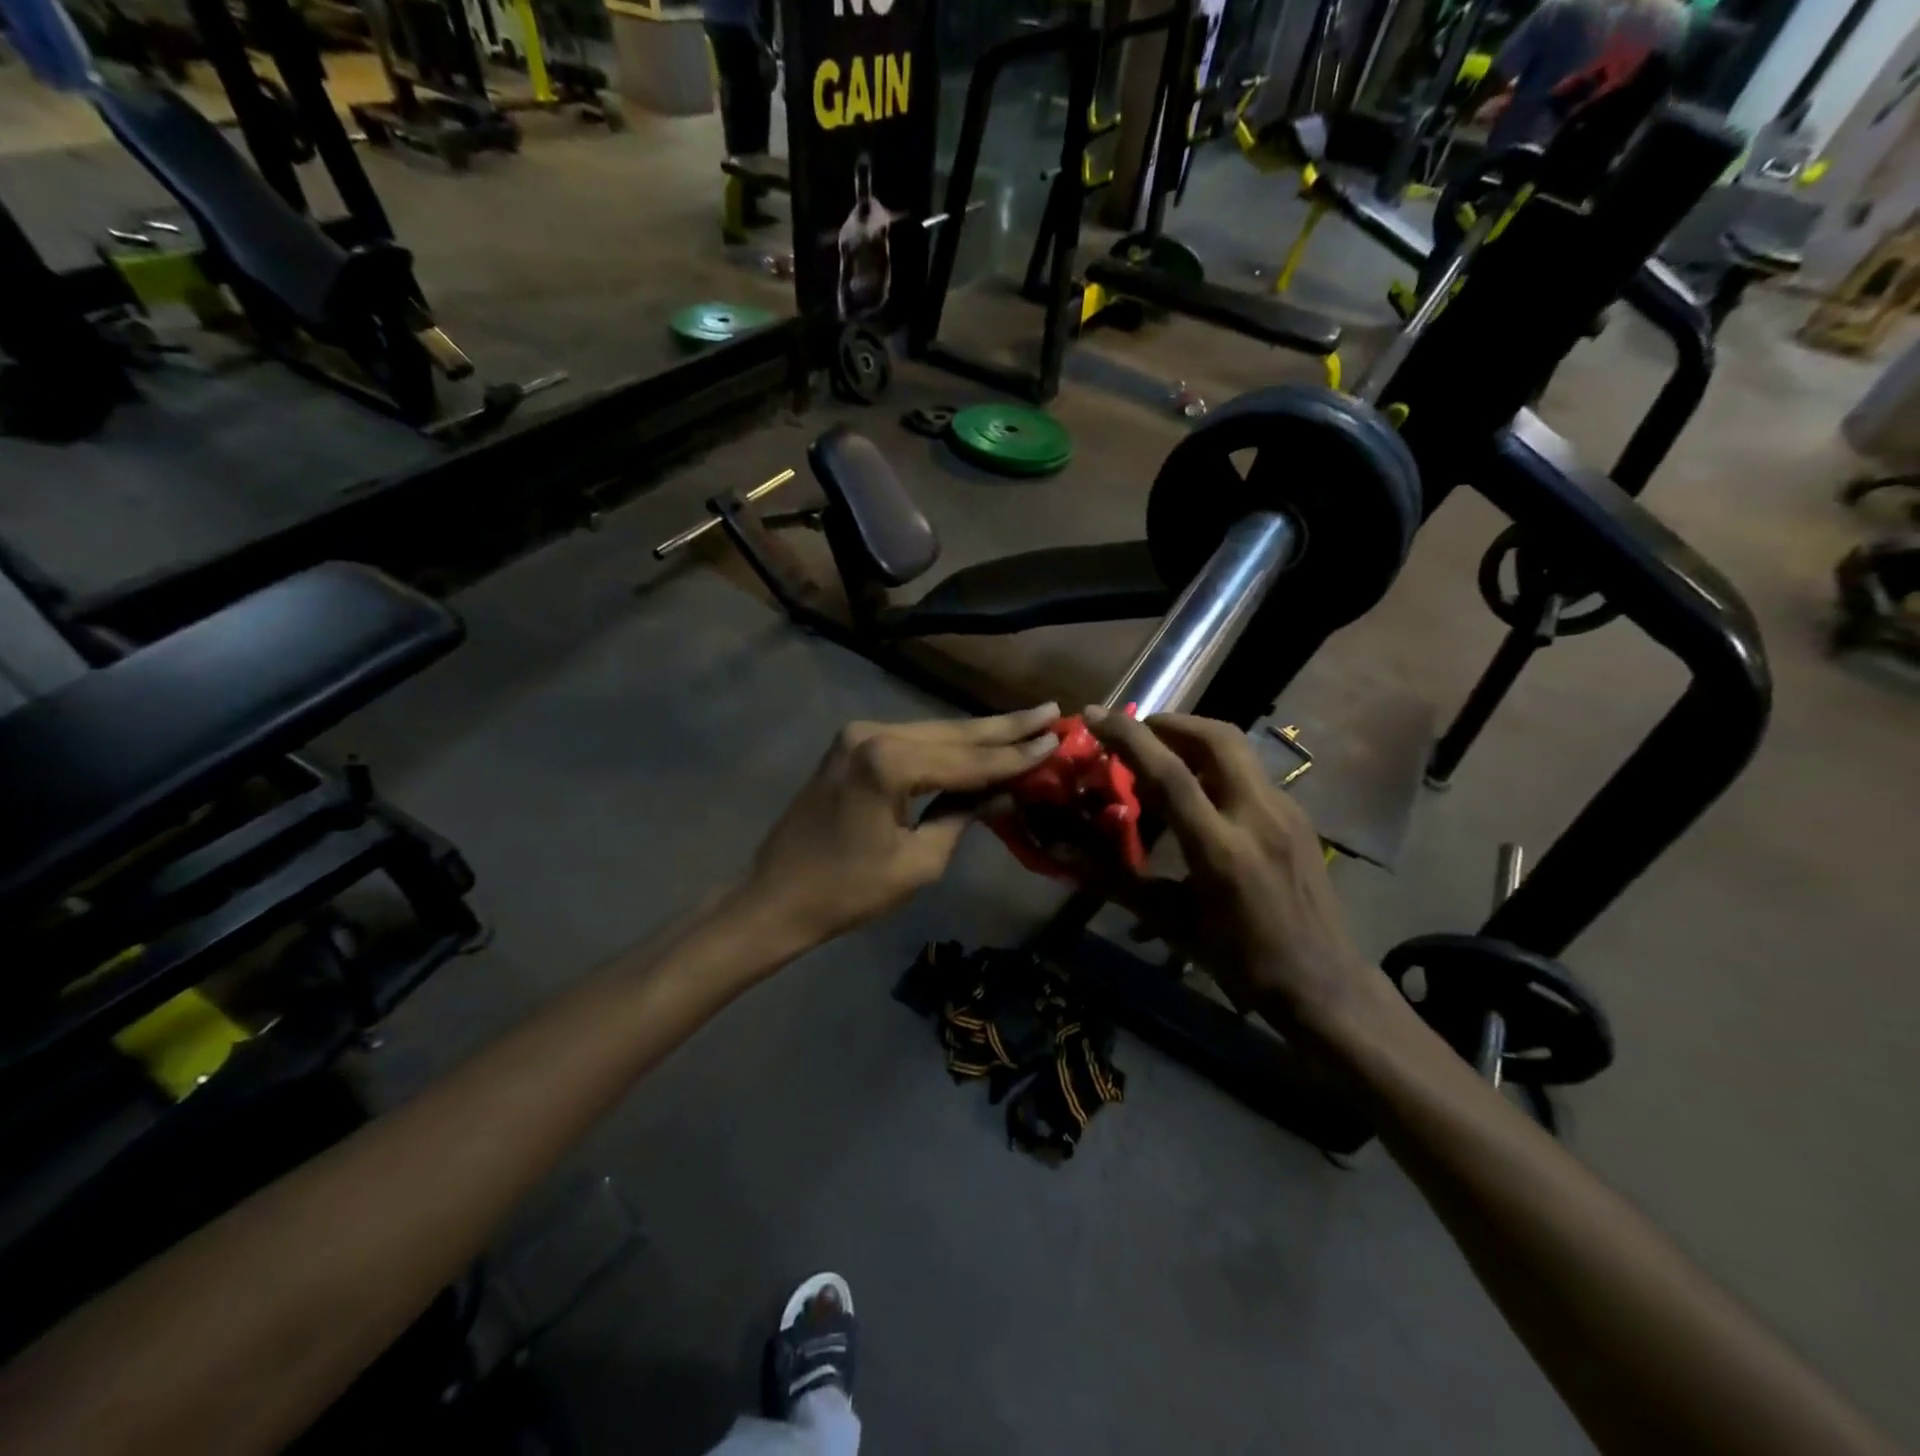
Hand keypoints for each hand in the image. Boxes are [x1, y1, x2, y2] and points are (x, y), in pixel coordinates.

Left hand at [743, 706, 1061, 947]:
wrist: (776, 897)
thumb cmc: (848, 891)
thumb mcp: (918, 862)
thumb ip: (962, 816)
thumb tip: (1004, 792)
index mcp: (888, 763)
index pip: (969, 760)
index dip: (1016, 755)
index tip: (1058, 739)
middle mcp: (872, 733)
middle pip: (953, 732)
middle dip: (1004, 728)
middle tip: (1051, 712)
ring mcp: (857, 735)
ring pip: (933, 731)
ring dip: (979, 734)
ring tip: (1027, 724)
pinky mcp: (851, 745)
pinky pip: (911, 740)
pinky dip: (946, 745)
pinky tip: (979, 741)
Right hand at [1084, 707, 1371, 1031]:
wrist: (1323, 983)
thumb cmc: (1239, 961)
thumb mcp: (1171, 923)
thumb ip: (1115, 880)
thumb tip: (1062, 854)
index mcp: (1221, 851)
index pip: (1171, 774)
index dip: (1128, 738)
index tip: (1095, 716)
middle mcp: (1258, 818)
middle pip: (1216, 738)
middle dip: (1170, 723)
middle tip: (1137, 733)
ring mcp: (1286, 813)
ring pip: (1238, 749)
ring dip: (1194, 738)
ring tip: (1162, 757)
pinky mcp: (1299, 817)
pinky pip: (1250, 772)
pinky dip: (1215, 765)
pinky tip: (1200, 794)